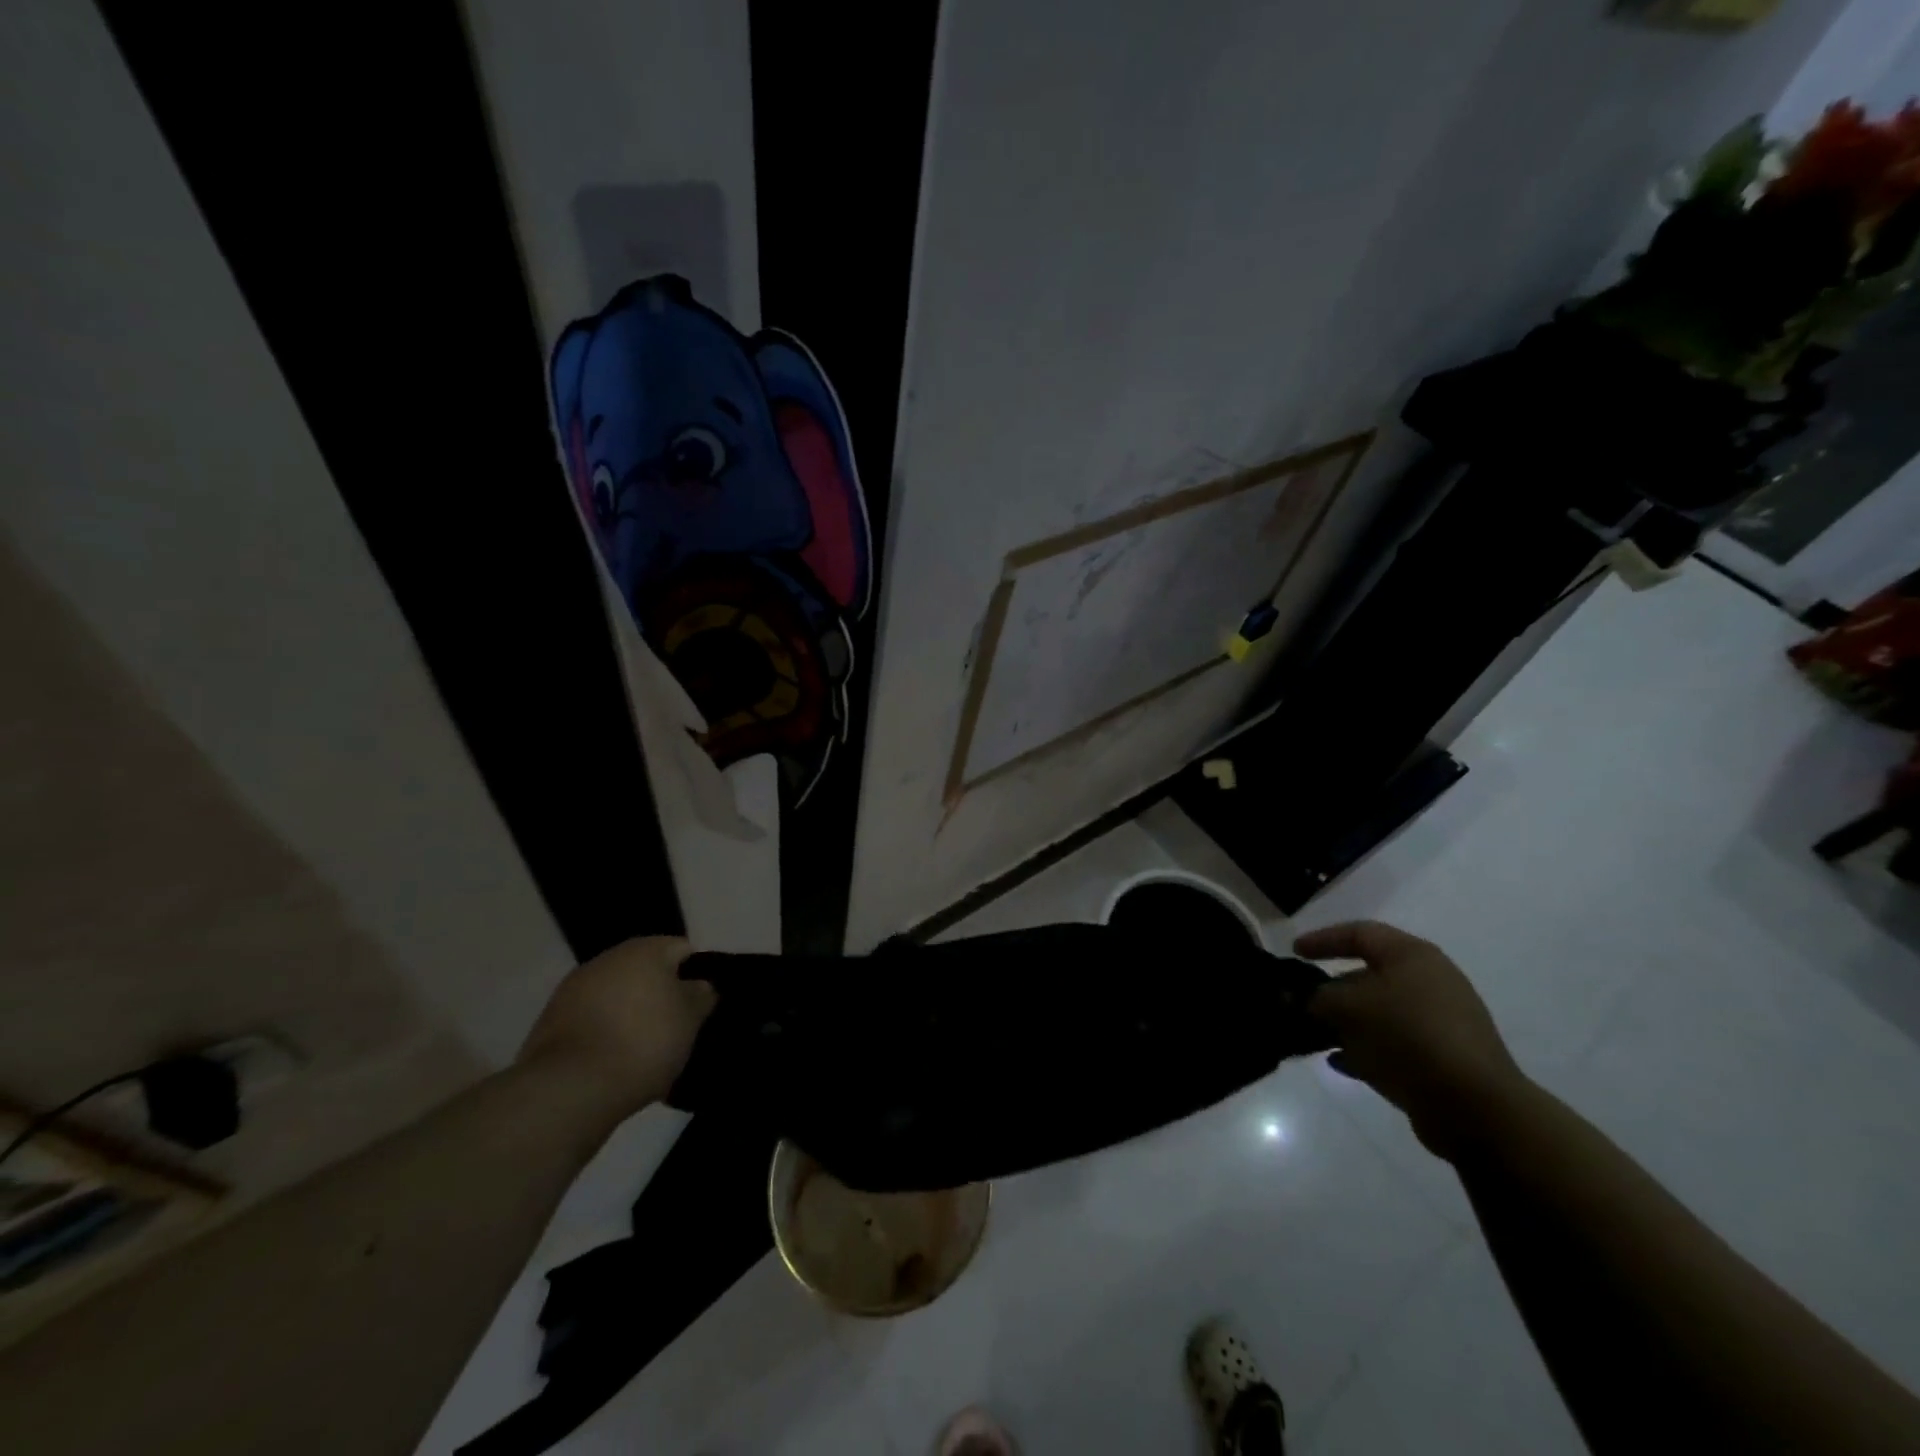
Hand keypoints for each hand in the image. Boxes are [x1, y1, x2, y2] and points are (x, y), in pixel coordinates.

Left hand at [516, 936, 715, 1123]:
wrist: (570, 1089)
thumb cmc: (644, 1042)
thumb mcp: (690, 1019)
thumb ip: (701, 995)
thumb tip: (698, 985)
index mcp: (644, 950)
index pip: (683, 950)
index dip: (696, 976)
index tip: (701, 1007)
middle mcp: (607, 959)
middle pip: (646, 972)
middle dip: (661, 995)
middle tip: (675, 1029)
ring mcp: (574, 989)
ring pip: (617, 996)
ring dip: (631, 1014)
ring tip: (645, 1051)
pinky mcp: (551, 1022)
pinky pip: (592, 1020)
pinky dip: (606, 1033)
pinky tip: (615, 1061)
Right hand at [1296, 921, 1531, 1157]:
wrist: (1475, 1107)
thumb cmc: (1408, 1036)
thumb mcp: (1349, 1008)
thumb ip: (1315, 998)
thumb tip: (1296, 998)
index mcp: (1412, 956)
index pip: (1359, 933)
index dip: (1323, 939)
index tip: (1294, 953)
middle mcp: (1429, 981)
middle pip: (1369, 973)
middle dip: (1331, 987)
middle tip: (1301, 1001)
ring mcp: (1439, 1021)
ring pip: (1379, 1011)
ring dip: (1346, 1021)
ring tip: (1315, 1034)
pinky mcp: (1442, 1057)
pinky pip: (1393, 1043)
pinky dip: (1365, 1047)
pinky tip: (1340, 1062)